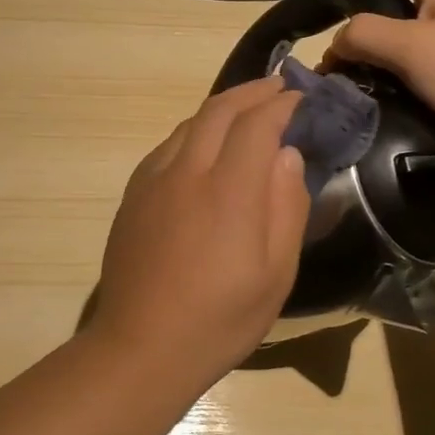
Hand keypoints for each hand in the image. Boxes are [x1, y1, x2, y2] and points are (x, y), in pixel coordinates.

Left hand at [89, 78, 310, 378]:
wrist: (141, 347)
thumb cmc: (220, 319)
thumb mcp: (276, 275)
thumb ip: (286, 208)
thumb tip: (286, 155)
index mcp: (227, 190)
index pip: (257, 124)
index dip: (282, 104)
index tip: (302, 97)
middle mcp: (186, 172)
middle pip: (219, 110)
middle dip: (253, 91)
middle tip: (279, 87)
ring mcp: (152, 180)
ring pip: (190, 124)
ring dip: (222, 108)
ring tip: (247, 109)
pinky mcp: (133, 195)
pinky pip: (168, 146)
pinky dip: (196, 131)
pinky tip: (205, 146)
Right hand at [321, 0, 434, 141]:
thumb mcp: (412, 46)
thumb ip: (366, 35)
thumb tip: (337, 43)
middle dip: (359, 3)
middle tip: (327, 20)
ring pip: (403, 31)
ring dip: (371, 43)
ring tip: (342, 62)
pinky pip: (415, 61)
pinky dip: (389, 68)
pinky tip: (374, 86)